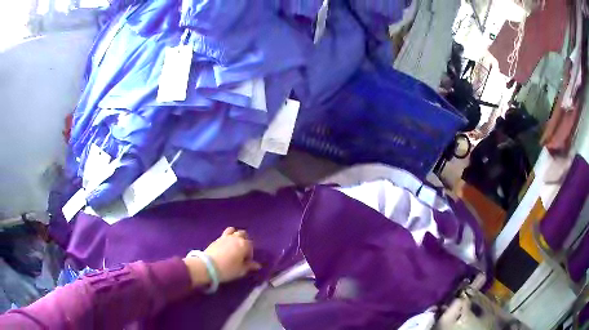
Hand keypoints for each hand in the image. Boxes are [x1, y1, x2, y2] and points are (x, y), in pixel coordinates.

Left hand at [183, 227, 260, 287]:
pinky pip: (224, 234)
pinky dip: (227, 237)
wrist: (208, 266)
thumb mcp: (241, 270)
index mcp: (244, 244)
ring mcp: (225, 237)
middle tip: (242, 251)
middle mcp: (235, 238)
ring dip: (235, 236)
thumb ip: (249, 266)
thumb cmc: (228, 269)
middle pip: (243, 234)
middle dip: (244, 241)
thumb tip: (257, 265)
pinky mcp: (216, 239)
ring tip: (234, 244)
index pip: (251, 246)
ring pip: (233, 231)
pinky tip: (226, 245)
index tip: (246, 262)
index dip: (250, 254)